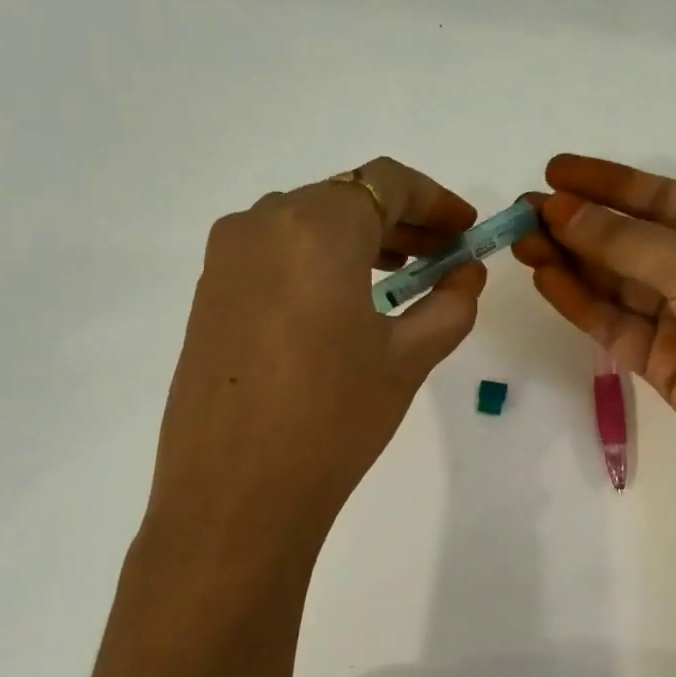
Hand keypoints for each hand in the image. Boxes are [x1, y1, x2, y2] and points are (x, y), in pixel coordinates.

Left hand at [149, 158, 484, 532]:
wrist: (235, 492)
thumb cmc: (334, 418)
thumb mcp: (407, 359)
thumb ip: (448, 304)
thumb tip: (466, 274)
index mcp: (315, 226)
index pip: (386, 183)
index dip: (436, 200)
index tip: (466, 229)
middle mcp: (261, 223)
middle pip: (344, 198)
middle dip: (401, 221)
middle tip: (443, 256)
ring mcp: (226, 258)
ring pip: (305, 223)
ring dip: (358, 240)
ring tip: (400, 278)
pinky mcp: (209, 294)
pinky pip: (274, 254)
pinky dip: (318, 262)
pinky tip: (343, 303)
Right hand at [514, 154, 675, 484]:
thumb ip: (624, 241)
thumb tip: (559, 208)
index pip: (660, 197)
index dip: (607, 183)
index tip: (555, 171)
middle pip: (631, 240)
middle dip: (579, 223)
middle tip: (523, 208)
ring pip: (615, 282)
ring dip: (570, 260)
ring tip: (521, 239)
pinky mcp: (661, 362)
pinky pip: (613, 323)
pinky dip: (579, 301)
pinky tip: (545, 277)